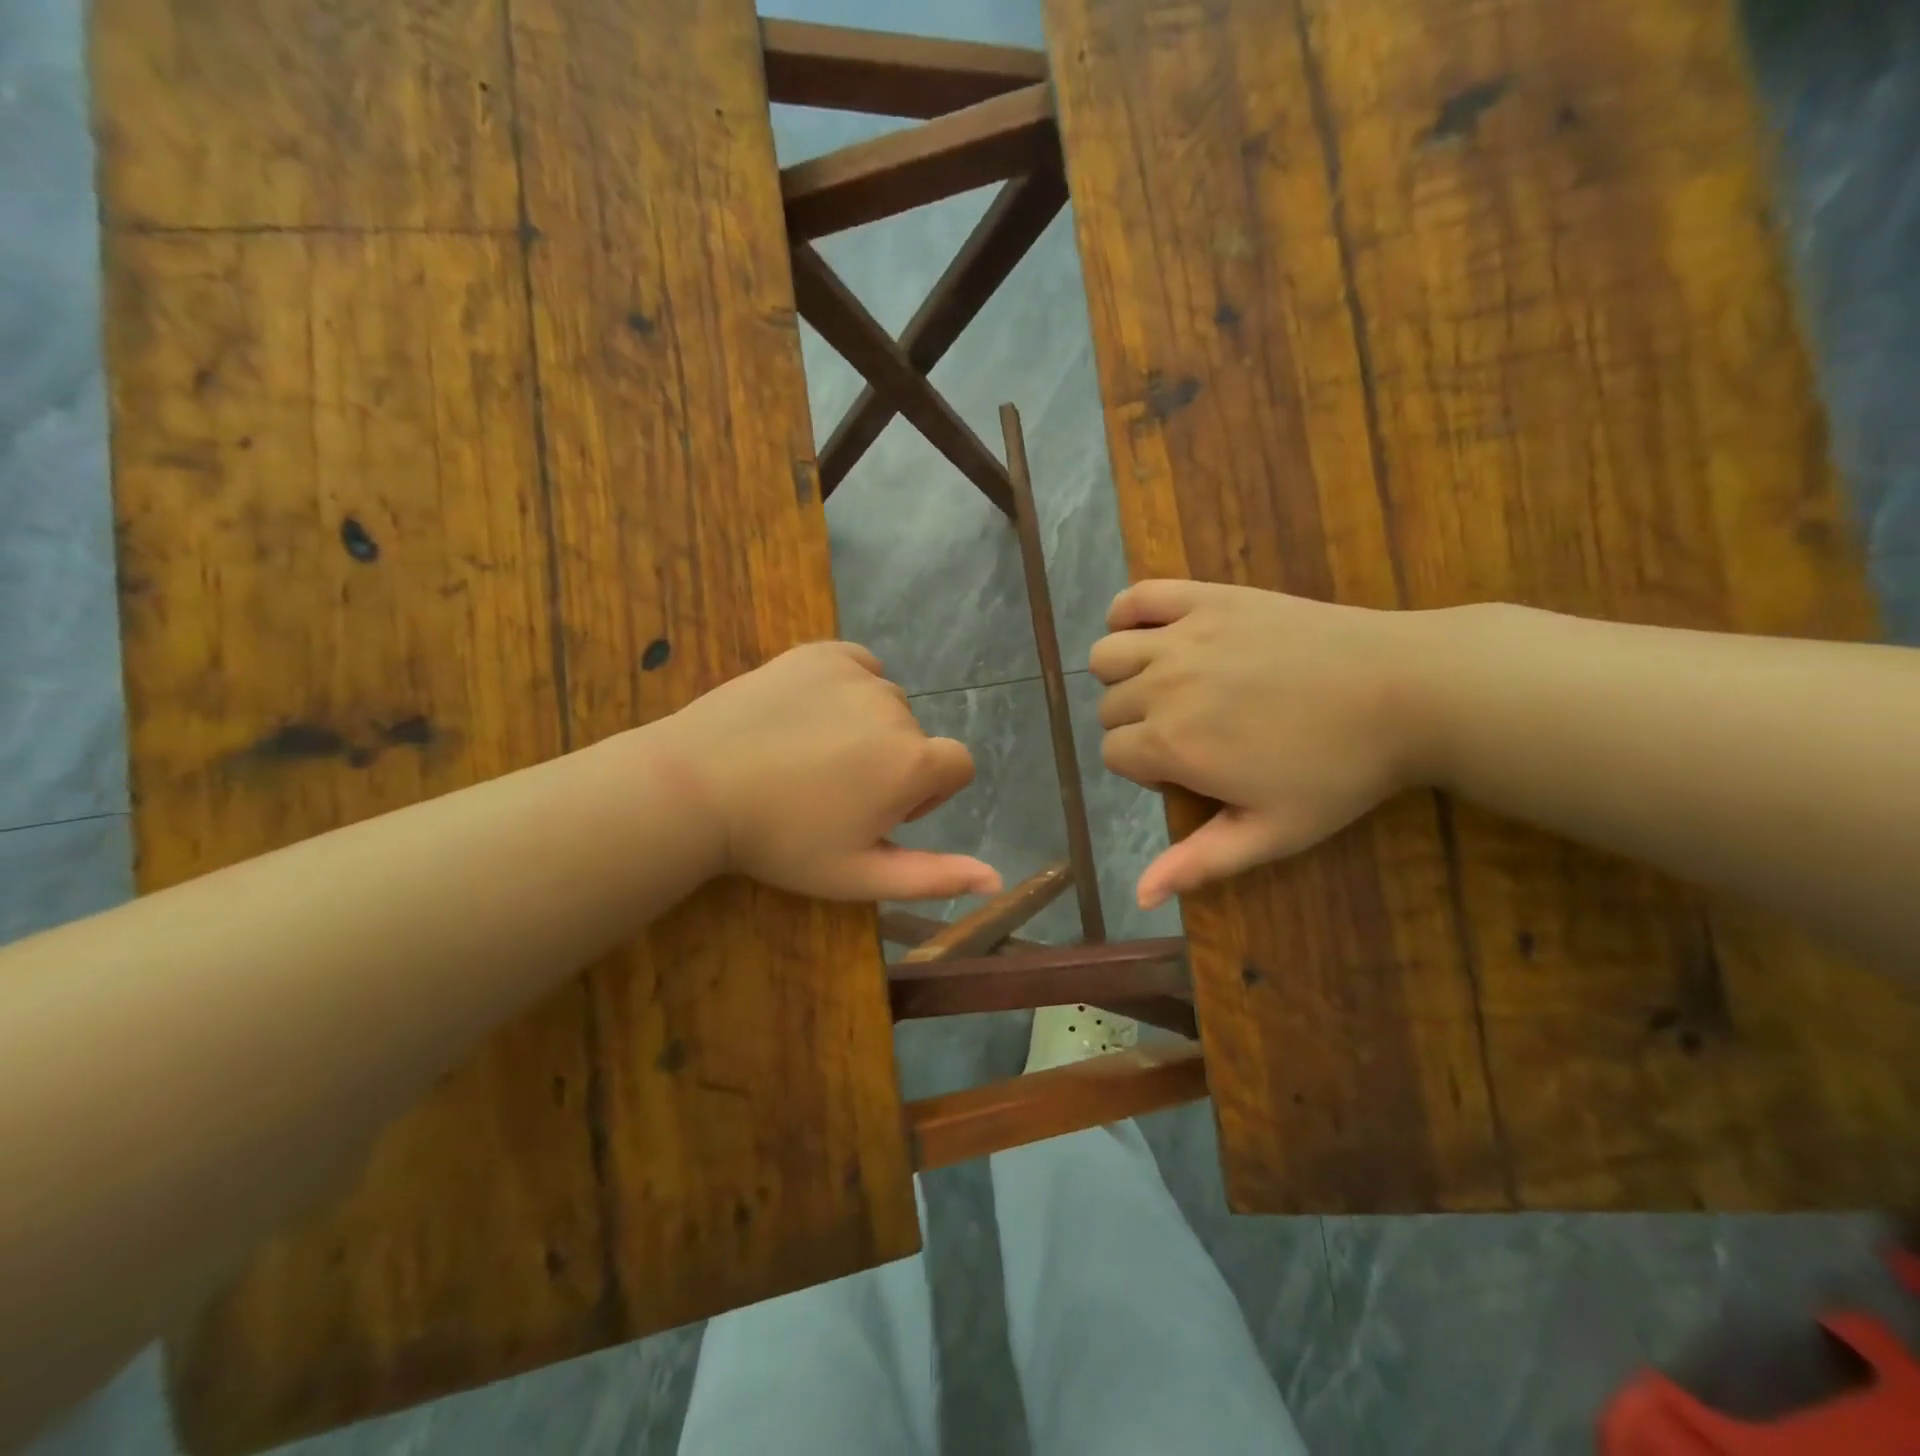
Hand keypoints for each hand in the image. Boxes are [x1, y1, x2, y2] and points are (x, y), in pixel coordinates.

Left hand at [645, 642, 1001, 901]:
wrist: (696, 786)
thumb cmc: (781, 840)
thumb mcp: (859, 874)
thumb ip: (934, 877)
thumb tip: (997, 879)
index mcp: (912, 761)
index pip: (958, 765)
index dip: (928, 794)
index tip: (880, 812)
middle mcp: (896, 708)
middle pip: (916, 737)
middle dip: (892, 764)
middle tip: (832, 791)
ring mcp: (856, 674)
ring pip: (887, 703)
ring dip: (868, 727)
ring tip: (811, 754)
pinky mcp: (820, 652)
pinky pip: (859, 667)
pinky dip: (849, 687)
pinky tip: (811, 713)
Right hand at [1090, 581, 1430, 908]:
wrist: (1407, 690)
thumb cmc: (1340, 770)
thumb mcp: (1272, 832)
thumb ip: (1199, 862)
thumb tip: (1139, 896)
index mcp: (1172, 743)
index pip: (1113, 755)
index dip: (1144, 771)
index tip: (1190, 773)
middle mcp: (1163, 685)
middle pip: (1109, 708)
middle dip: (1137, 727)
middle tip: (1192, 734)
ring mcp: (1183, 636)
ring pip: (1107, 655)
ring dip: (1123, 676)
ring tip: (1166, 686)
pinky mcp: (1208, 598)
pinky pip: (1137, 597)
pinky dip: (1127, 614)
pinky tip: (1149, 634)